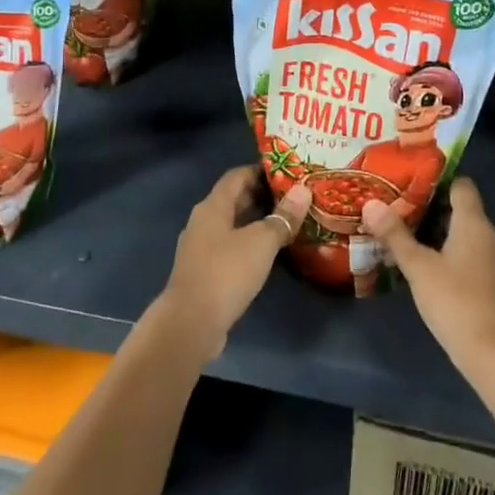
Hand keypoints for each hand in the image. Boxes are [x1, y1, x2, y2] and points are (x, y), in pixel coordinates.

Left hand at [159, 166, 310, 359]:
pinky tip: (270, 253)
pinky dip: (249, 243)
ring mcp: (201, 248)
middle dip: (263, 195)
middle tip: (294, 196)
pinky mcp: (205, 272)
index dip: (261, 170)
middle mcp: (203, 221)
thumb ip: (283, 217)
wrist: (191, 324)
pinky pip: (230, 247)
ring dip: (257, 221)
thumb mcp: (261, 242)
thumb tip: (304, 191)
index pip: (237, 175)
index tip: (288, 171)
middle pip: (234, 199)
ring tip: (288, 221)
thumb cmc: (226, 273)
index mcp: (212, 206)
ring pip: (233, 225)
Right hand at [362, 178, 494, 372]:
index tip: (412, 186)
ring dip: (446, 238)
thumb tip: (370, 203)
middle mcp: (493, 237)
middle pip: (464, 212)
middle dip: (435, 212)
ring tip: (414, 244)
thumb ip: (395, 235)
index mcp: (475, 223)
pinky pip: (477, 260)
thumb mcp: (418, 268)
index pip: (462, 185)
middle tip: (403, 215)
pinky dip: (458, 259)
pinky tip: (436, 274)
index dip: (439, 182)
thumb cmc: (456, 302)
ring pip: (470, 238)